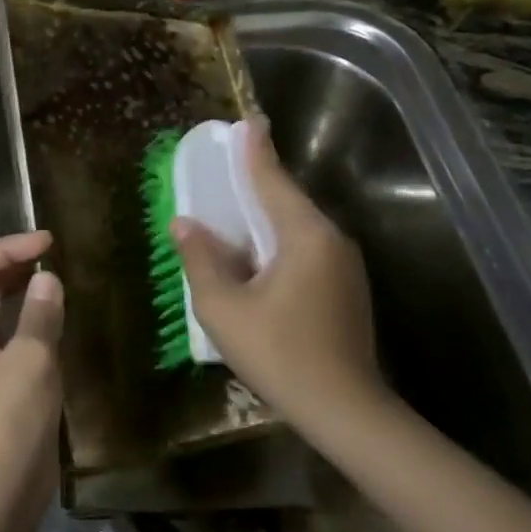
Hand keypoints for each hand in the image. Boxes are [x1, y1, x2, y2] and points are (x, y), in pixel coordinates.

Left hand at [0, 230, 63, 527]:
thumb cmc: (3, 428)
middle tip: (55, 256)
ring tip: (59, 279)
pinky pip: (11, 340)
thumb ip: (40, 317)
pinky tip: (59, 321)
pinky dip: (32, 323)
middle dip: (14, 265)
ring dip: (24, 293)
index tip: (47, 242)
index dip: (6, 248)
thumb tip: (48, 280)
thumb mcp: (28, 364)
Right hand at [171, 120, 388, 435]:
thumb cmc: (279, 354)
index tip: (248, 120)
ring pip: (297, 228)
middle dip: (258, 182)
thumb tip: (185, 224)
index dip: (255, 150)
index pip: (273, 180)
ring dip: (266, 216)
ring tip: (234, 209)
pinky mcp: (345, 289)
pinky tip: (255, 256)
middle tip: (229, 165)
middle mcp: (331, 241)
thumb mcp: (224, 308)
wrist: (345, 411)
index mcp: (305, 236)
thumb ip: (201, 260)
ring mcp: (344, 267)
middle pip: (287, 201)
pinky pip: (305, 250)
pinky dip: (277, 242)